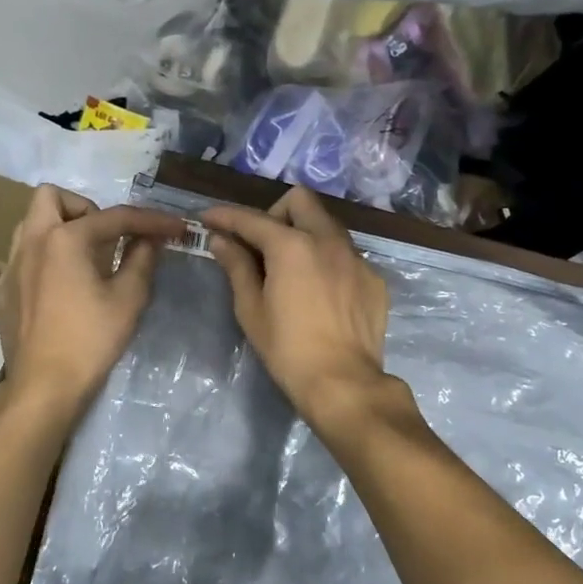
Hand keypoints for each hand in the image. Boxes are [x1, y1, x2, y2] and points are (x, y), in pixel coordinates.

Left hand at [0, 186, 185, 421]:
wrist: (44, 387)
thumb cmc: (91, 340)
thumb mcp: (129, 299)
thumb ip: (143, 259)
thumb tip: (151, 239)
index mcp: (64, 239)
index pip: (114, 217)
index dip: (150, 220)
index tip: (175, 228)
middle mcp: (31, 242)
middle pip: (52, 197)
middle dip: (85, 208)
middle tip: (108, 238)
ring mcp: (11, 266)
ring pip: (32, 225)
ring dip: (61, 229)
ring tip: (87, 259)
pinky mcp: (4, 291)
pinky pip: (25, 256)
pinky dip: (47, 258)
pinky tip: (64, 289)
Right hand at [203, 187, 392, 427]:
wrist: (343, 382)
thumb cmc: (287, 349)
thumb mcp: (251, 309)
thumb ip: (237, 267)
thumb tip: (221, 240)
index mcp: (292, 246)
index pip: (252, 219)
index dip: (225, 216)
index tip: (208, 218)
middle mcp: (328, 240)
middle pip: (300, 200)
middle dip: (275, 213)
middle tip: (262, 244)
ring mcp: (357, 258)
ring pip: (328, 225)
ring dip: (305, 233)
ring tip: (292, 268)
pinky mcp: (374, 278)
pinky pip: (347, 254)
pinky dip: (328, 261)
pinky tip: (321, 292)